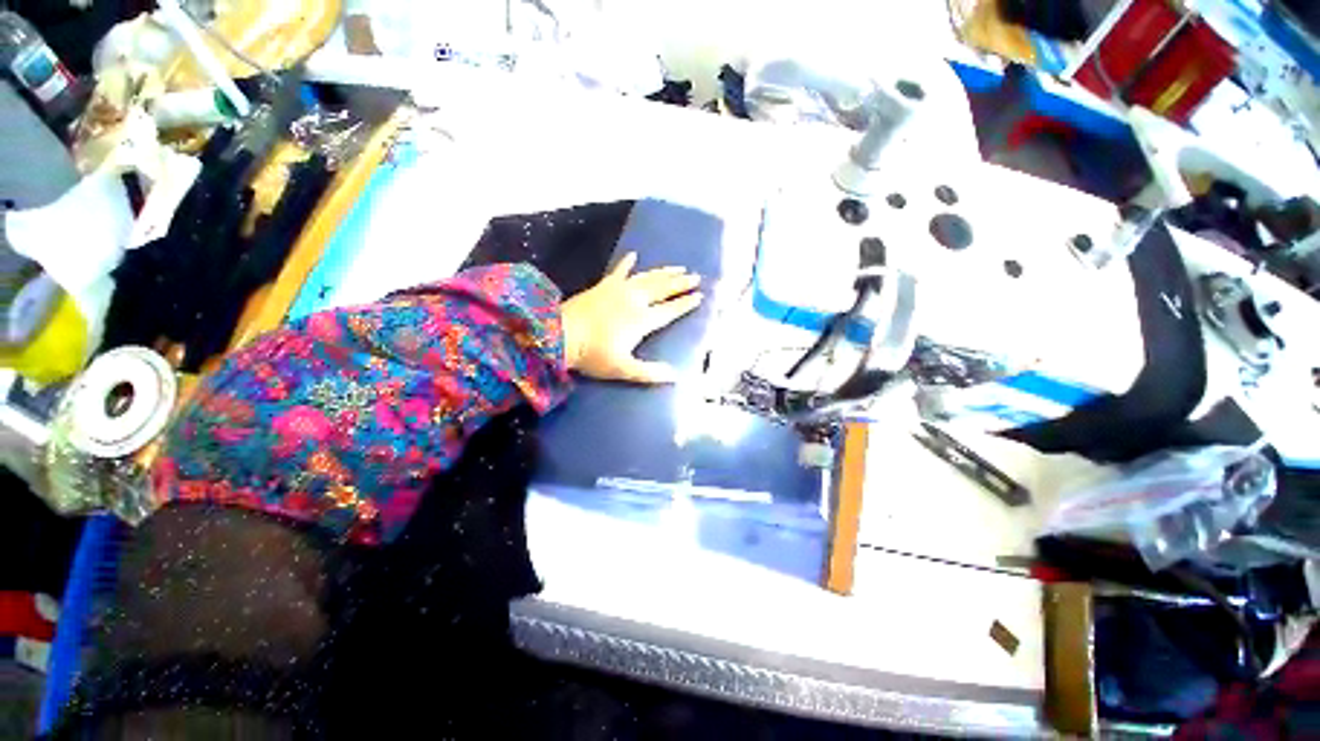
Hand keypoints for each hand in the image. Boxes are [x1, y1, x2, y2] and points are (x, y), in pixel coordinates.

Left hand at [560, 252, 702, 383]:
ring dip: (664, 272)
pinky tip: (634, 255)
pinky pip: (619, 270)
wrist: (560, 334)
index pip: (670, 310)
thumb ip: (649, 373)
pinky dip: (627, 263)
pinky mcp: (604, 285)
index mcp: (642, 320)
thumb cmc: (592, 354)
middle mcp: (635, 301)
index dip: (685, 304)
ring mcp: (619, 290)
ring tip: (678, 267)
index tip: (700, 296)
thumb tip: (675, 376)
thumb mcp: (623, 368)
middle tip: (696, 277)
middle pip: (663, 289)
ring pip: (648, 277)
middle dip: (680, 283)